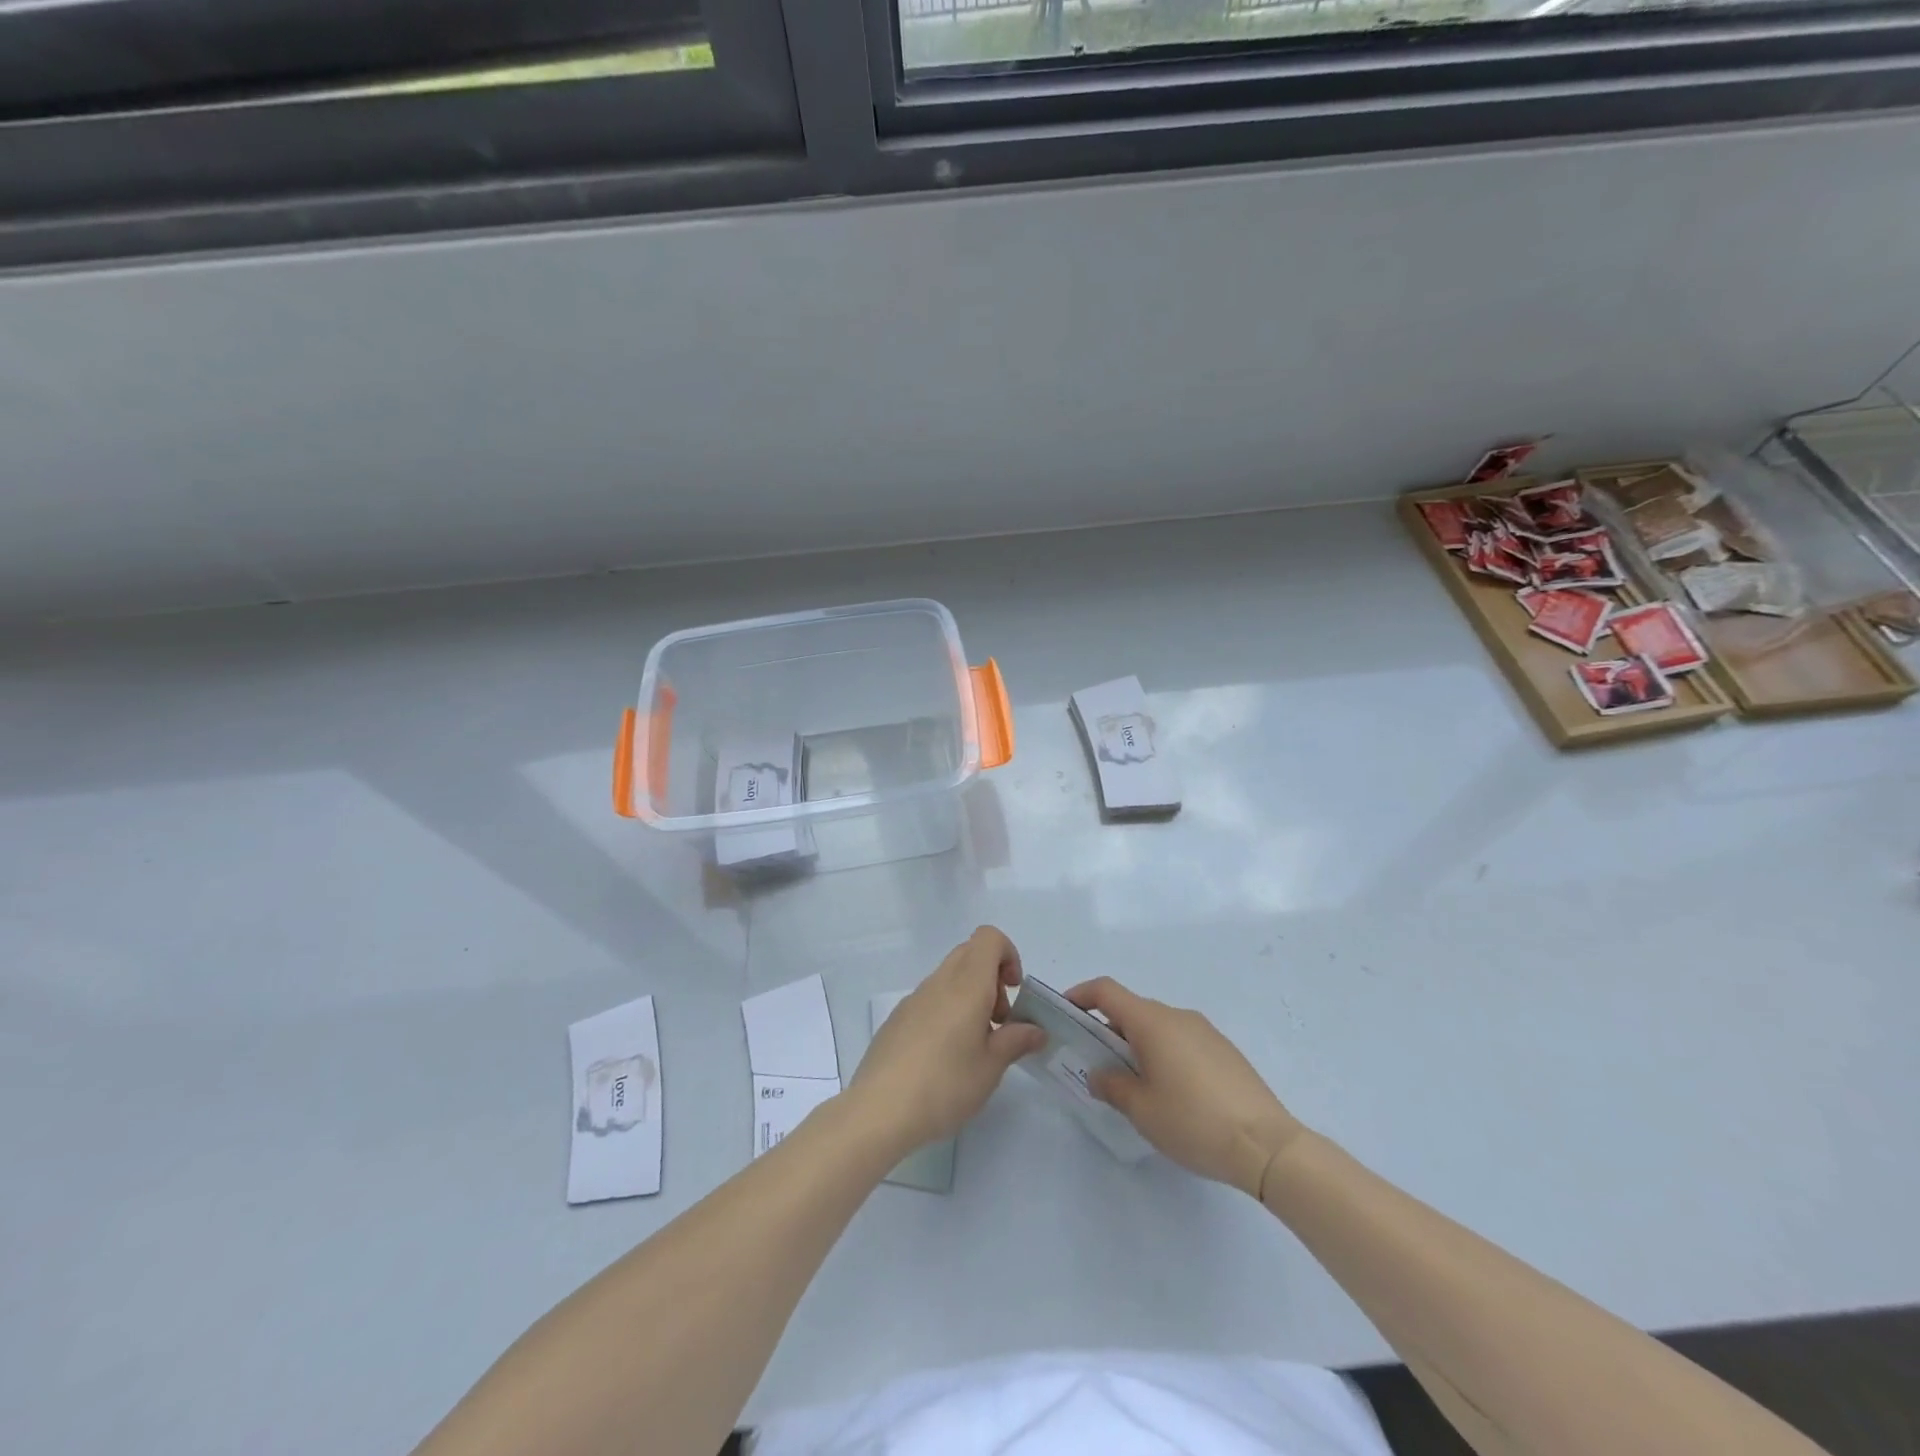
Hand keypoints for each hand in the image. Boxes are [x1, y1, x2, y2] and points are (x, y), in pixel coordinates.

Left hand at [849, 926, 1045, 1157]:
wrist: (879, 1110)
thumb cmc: (945, 1085)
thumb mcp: (991, 1067)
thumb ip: (1016, 1041)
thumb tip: (1036, 1030)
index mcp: (966, 985)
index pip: (989, 937)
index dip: (1008, 955)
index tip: (1014, 992)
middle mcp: (939, 982)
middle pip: (970, 953)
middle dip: (992, 977)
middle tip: (998, 1021)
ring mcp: (914, 998)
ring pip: (950, 976)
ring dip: (970, 996)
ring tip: (974, 1045)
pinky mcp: (897, 1018)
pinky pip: (931, 998)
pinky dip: (948, 1011)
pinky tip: (944, 1056)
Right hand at [1064, 977, 1305, 1198]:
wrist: (1267, 1145)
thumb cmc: (1194, 1121)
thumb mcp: (1142, 1110)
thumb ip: (1112, 1086)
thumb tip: (1098, 1074)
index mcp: (1152, 1022)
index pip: (1106, 991)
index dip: (1080, 995)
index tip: (1064, 1014)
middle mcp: (1178, 1016)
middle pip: (1132, 1009)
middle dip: (1107, 1030)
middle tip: (1093, 1063)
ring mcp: (1205, 1031)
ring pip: (1158, 1027)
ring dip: (1136, 1044)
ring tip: (1131, 1083)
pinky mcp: (1224, 1051)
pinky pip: (1181, 1041)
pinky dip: (1163, 1053)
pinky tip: (1169, 1093)